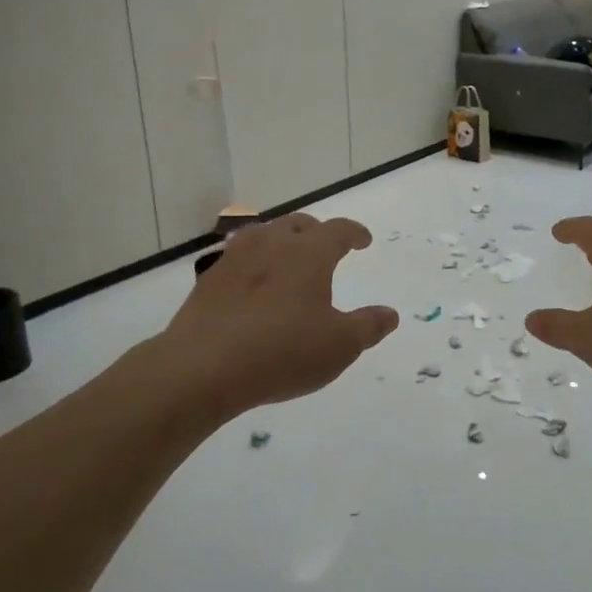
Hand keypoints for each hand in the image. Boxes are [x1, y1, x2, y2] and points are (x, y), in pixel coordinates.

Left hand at [160, 214, 397, 421]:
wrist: (202, 368)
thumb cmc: (282, 352)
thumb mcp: (339, 346)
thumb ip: (368, 327)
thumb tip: (389, 314)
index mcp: (309, 253)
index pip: (338, 230)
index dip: (354, 233)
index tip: (363, 240)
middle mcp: (272, 244)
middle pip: (298, 224)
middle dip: (317, 231)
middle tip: (327, 246)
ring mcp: (236, 259)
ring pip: (264, 235)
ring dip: (282, 241)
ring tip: (288, 258)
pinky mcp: (209, 280)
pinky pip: (239, 258)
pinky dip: (254, 263)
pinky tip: (253, 284)